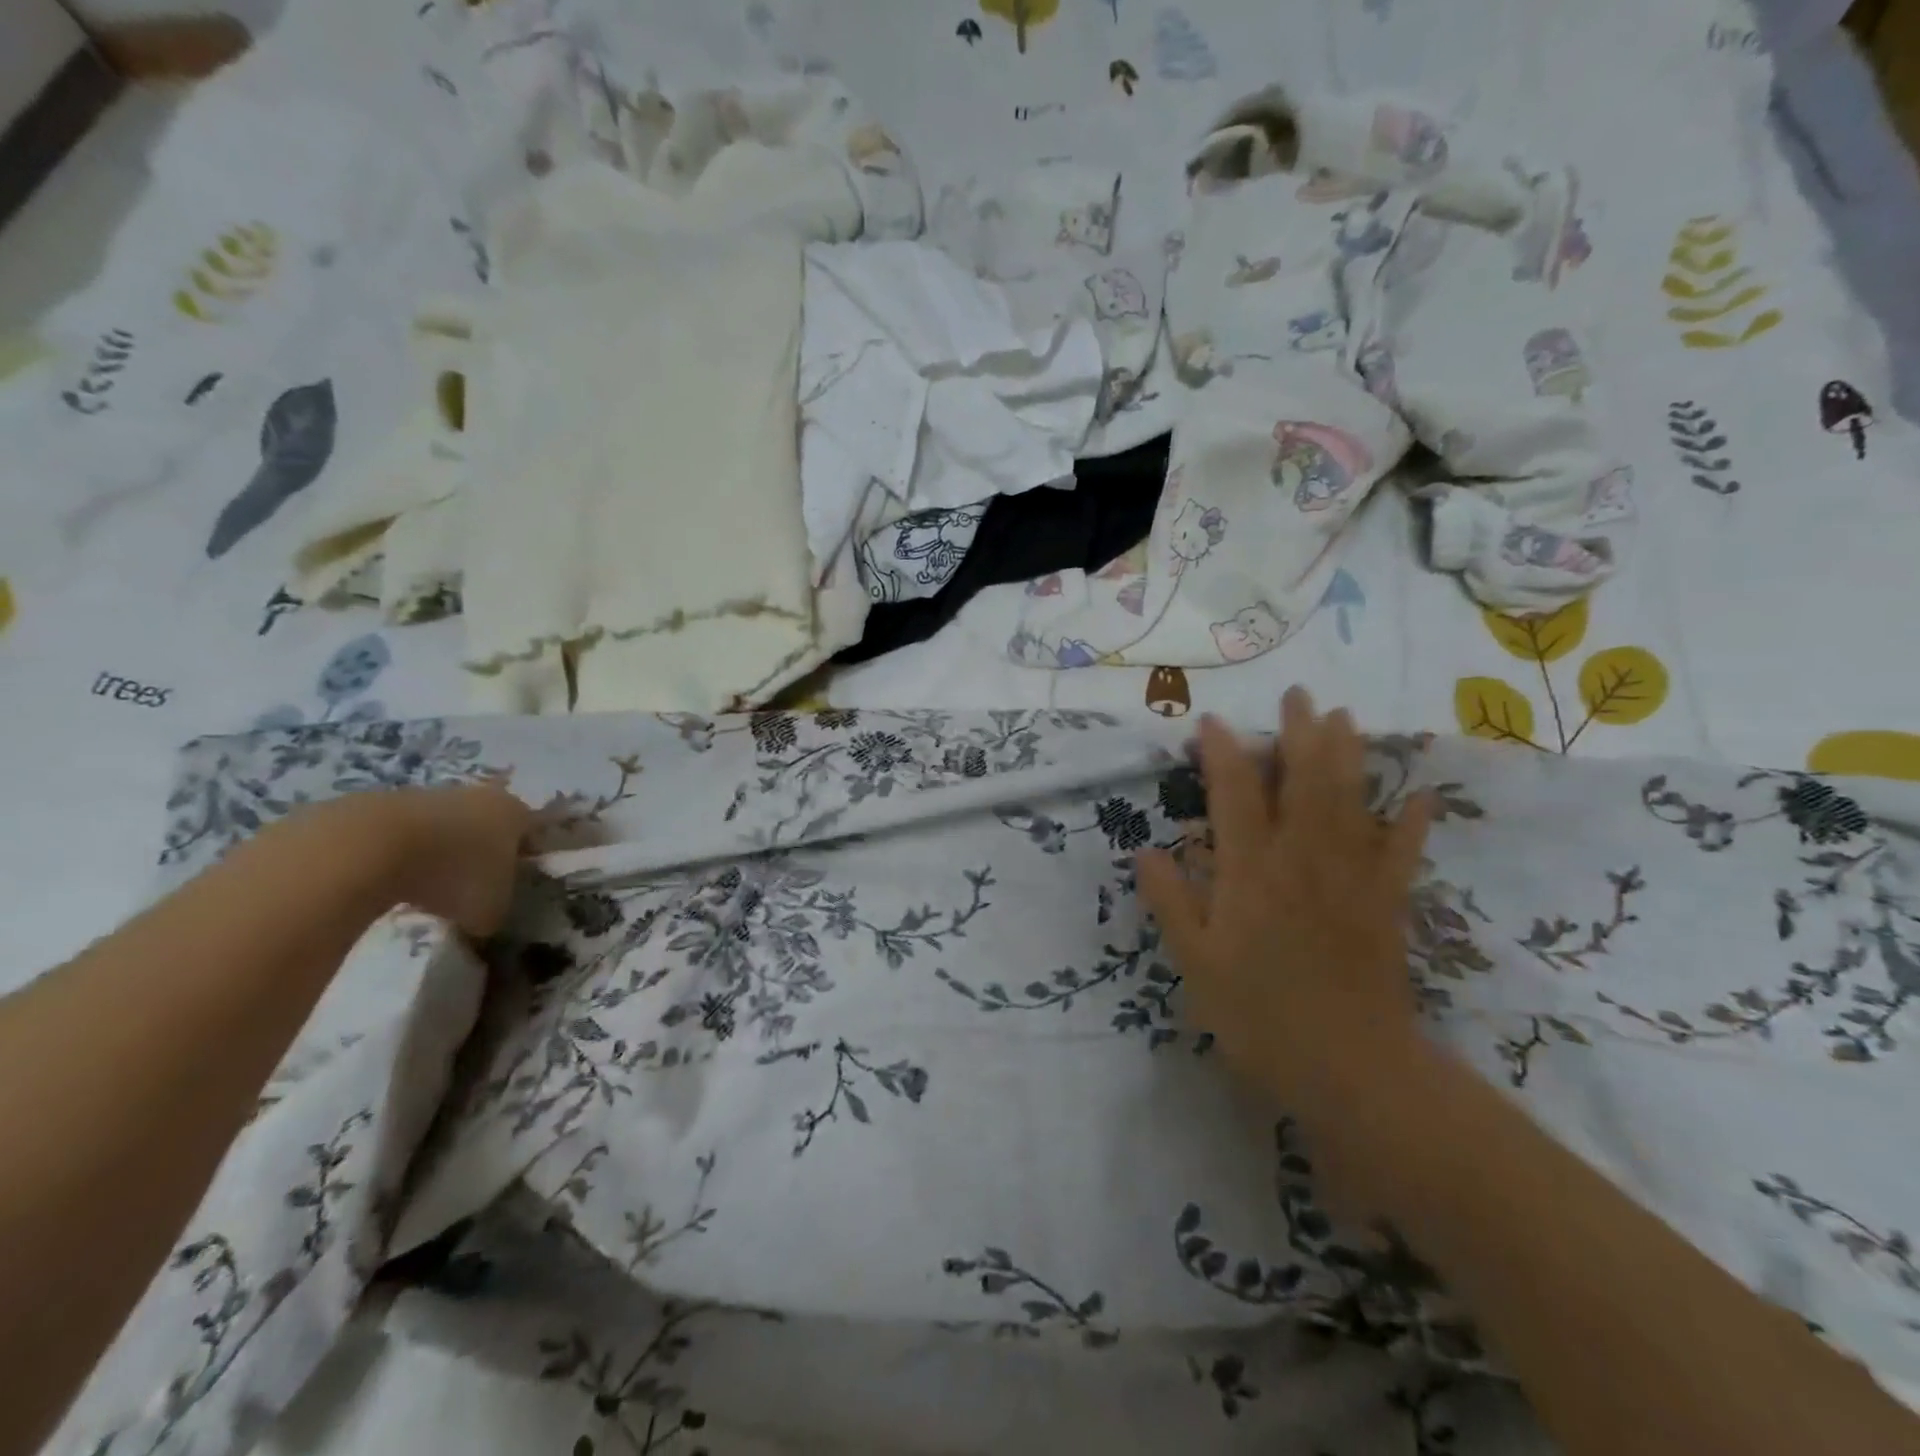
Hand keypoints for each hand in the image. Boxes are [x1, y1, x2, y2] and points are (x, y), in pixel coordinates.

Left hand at [354, 783, 535, 938]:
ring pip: (446, 828)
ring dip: (441, 855)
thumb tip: (485, 919)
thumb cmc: (453, 875)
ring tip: (426, 892)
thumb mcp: (490, 911)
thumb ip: (497, 912)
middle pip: (489, 827)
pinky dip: (403, 856)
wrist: (371, 848)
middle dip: (483, 856)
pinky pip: (405, 835)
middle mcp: (480, 796)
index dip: (527, 861)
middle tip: (472, 891)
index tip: (515, 887)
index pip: (534, 834)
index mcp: (516, 814)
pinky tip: (391, 882)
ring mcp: (430, 795)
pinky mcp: (382, 802)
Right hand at [1136, 689, 1432, 1114]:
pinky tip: (1421, 796)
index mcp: (1251, 871)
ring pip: (1351, 801)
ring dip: (1348, 754)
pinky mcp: (1387, 904)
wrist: (1352, 1070)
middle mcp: (1302, 859)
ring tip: (1345, 717)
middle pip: (1303, 781)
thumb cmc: (1260, 1016)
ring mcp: (1352, 878)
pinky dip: (1412, 822)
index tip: (1211, 722)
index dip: (1223, 753)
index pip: (1234, 795)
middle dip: (1298, 733)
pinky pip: (1402, 853)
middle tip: (1298, 695)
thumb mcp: (1196, 964)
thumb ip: (1171, 902)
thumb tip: (1147, 851)